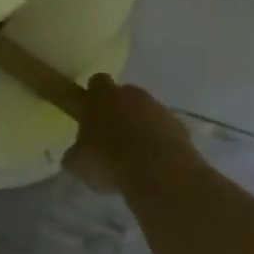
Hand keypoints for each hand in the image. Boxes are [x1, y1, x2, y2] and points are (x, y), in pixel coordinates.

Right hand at [64, 76, 201, 195]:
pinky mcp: (178, 124)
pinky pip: (164, 127)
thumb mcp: (78, 163)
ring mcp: (157, 107)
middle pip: (123, 93)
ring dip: (140, 125)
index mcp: (102, 97)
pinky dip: (159, 139)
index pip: (96, 81)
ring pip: (145, 110)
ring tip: (134, 153)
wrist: (158, 171)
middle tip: (111, 134)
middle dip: (118, 109)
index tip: (90, 112)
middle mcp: (131, 95)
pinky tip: (154, 161)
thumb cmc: (109, 161)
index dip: (93, 95)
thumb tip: (76, 152)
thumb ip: (76, 152)